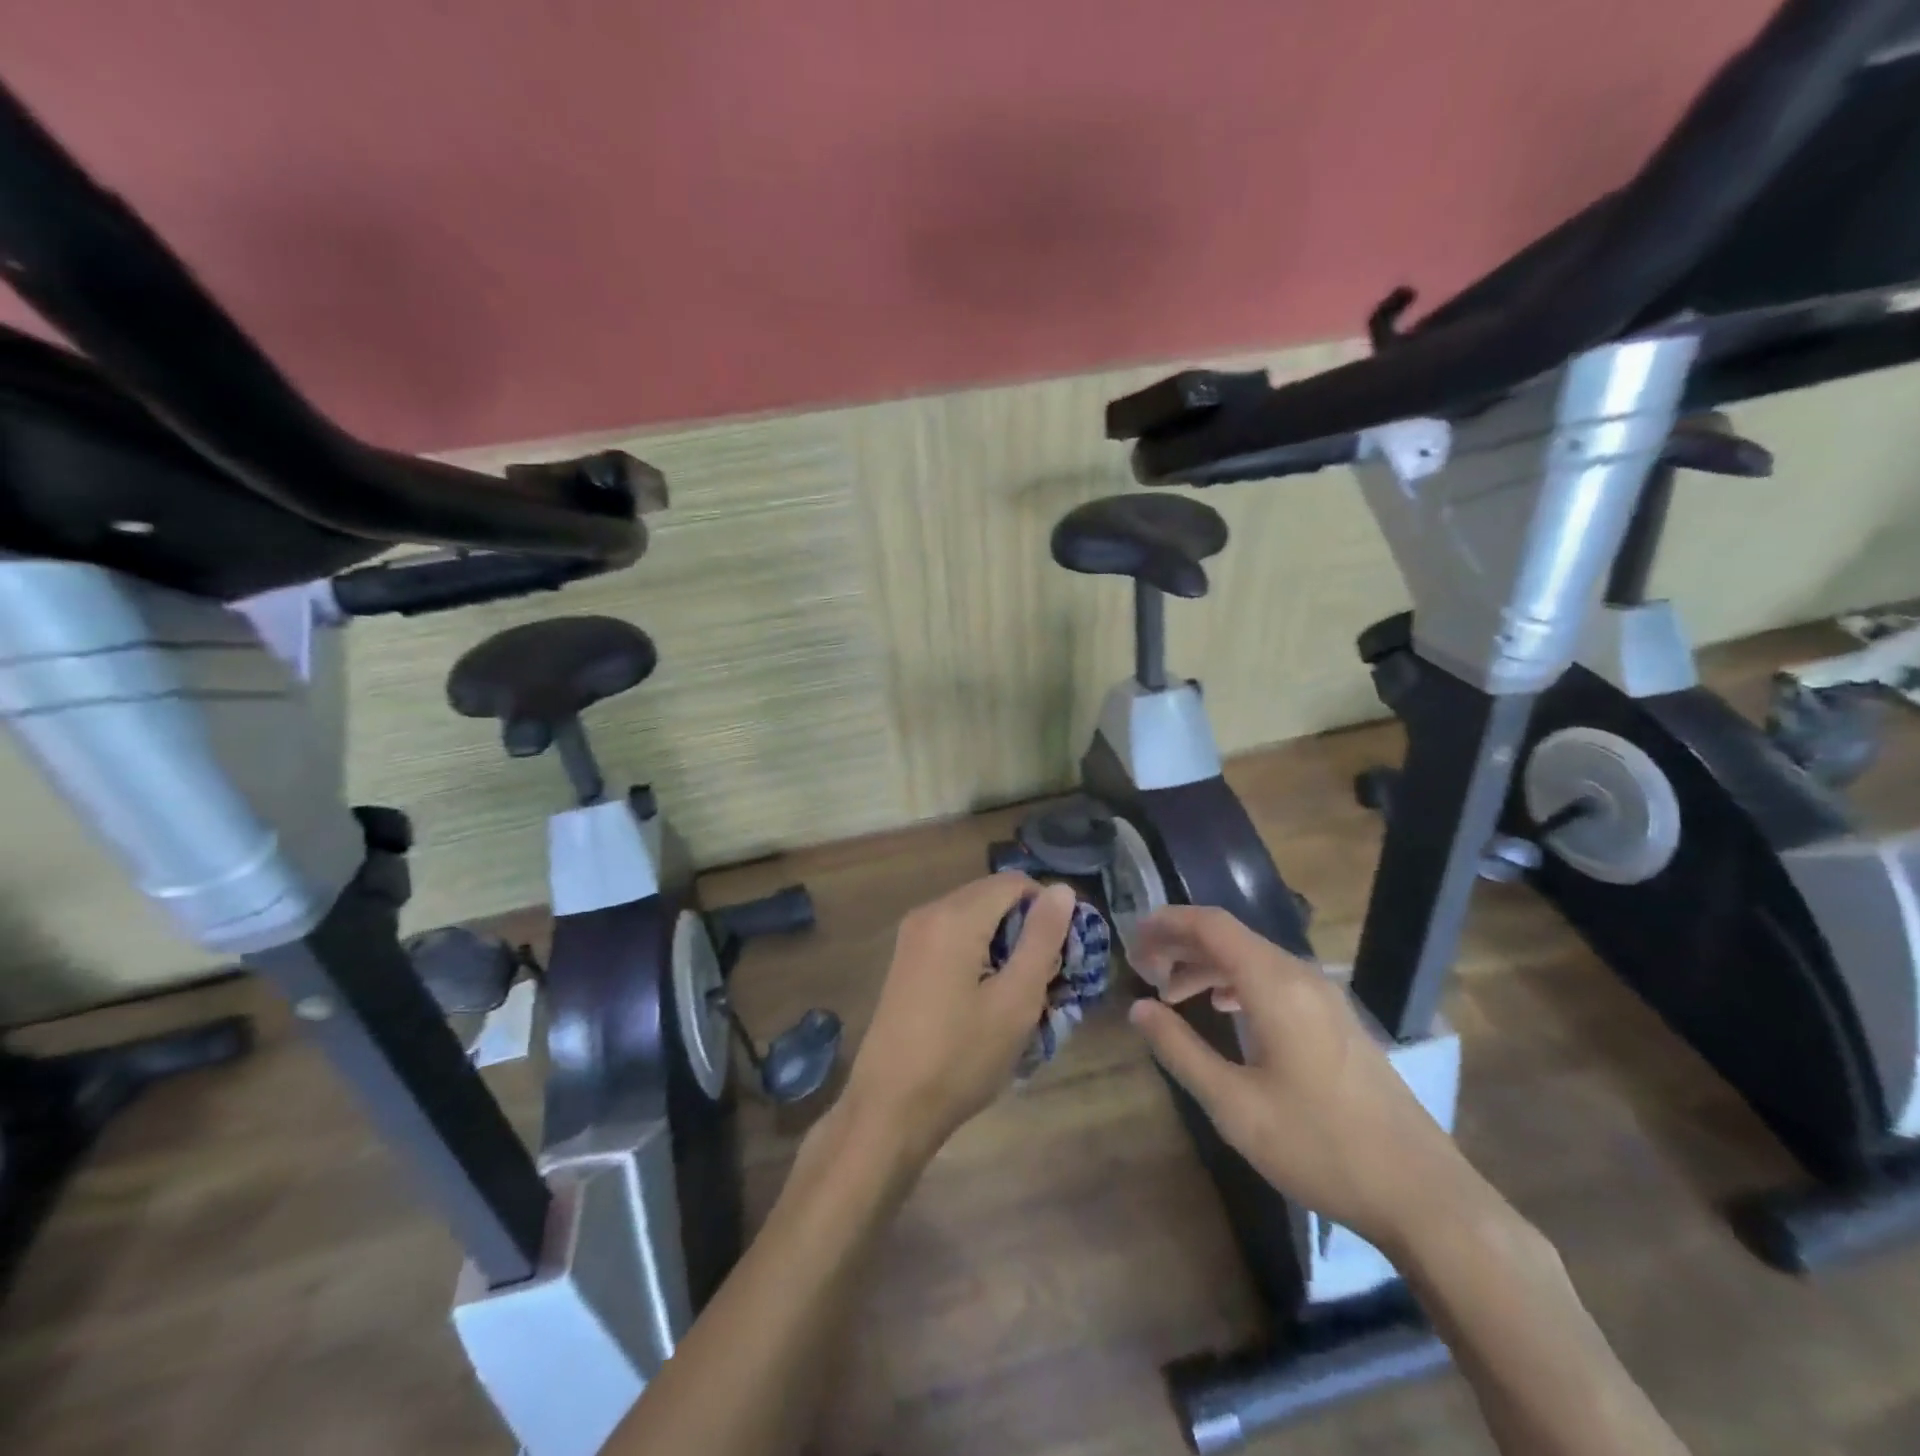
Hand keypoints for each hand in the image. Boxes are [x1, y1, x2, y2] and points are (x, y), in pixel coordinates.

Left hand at [843, 876, 1074, 1163]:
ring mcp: (912, 936)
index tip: (1067, 951)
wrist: (890, 1108)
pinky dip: (980, 954)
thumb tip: (1062, 889)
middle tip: (1048, 977)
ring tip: (1022, 992)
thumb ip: (1042, 939)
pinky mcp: (907, 960)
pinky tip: (989, 997)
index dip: (1049, 908)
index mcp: (954, 916)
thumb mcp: (1015, 1001)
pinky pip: (954, 937)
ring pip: (975, 918)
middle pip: (992, 897)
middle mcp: (929, 912)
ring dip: (1005, 943)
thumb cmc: (960, 1057)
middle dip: (1027, 927)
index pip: (1015, 883)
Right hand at [1127, 905, 1477, 1252]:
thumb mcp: (1234, 1105)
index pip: (1211, 925)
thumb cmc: (1319, 1146)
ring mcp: (1325, 997)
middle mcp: (1301, 976)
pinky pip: (1275, 979)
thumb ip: (1180, 1049)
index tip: (1131, 940)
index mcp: (1274, 985)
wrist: (1422, 1194)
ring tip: (1172, 993)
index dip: (1166, 923)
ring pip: (1252, 958)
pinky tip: (1224, 1008)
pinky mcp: (1337, 1020)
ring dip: (1207, 965)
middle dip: (1181, 944)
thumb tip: (1139, 1009)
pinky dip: (1237, 981)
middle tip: (1142, 969)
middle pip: (1230, 936)